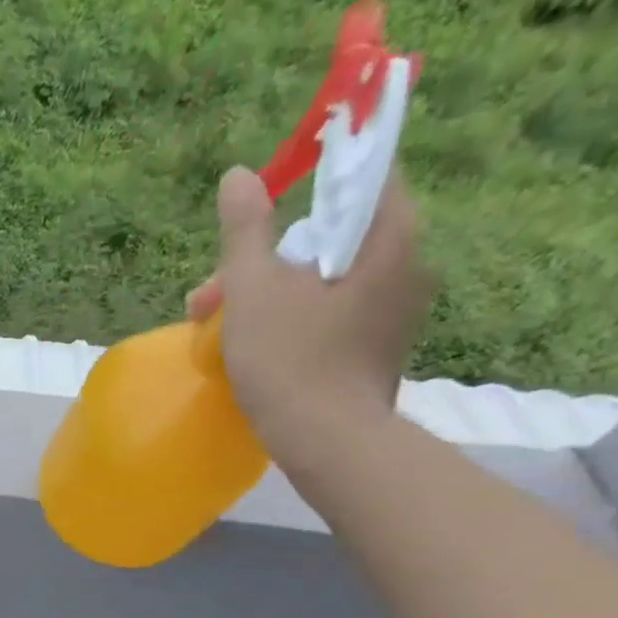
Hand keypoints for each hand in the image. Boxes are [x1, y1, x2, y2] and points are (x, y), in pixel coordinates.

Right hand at [187, 166, 433, 473]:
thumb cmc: (290, 359)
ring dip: (272, 294)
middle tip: (210, 298)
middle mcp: (407, 264)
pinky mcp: (379, 348)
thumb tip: (238, 176)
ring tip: (220, 331)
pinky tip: (258, 350)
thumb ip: (245, 231)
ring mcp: (396, 311)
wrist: (327, 442)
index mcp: (389, 236)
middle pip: (331, 237)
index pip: (363, 175)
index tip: (264, 209)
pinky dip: (295, 320)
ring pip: (326, 280)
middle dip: (265, 260)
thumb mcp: (253, 290)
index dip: (311, 180)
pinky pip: (334, 314)